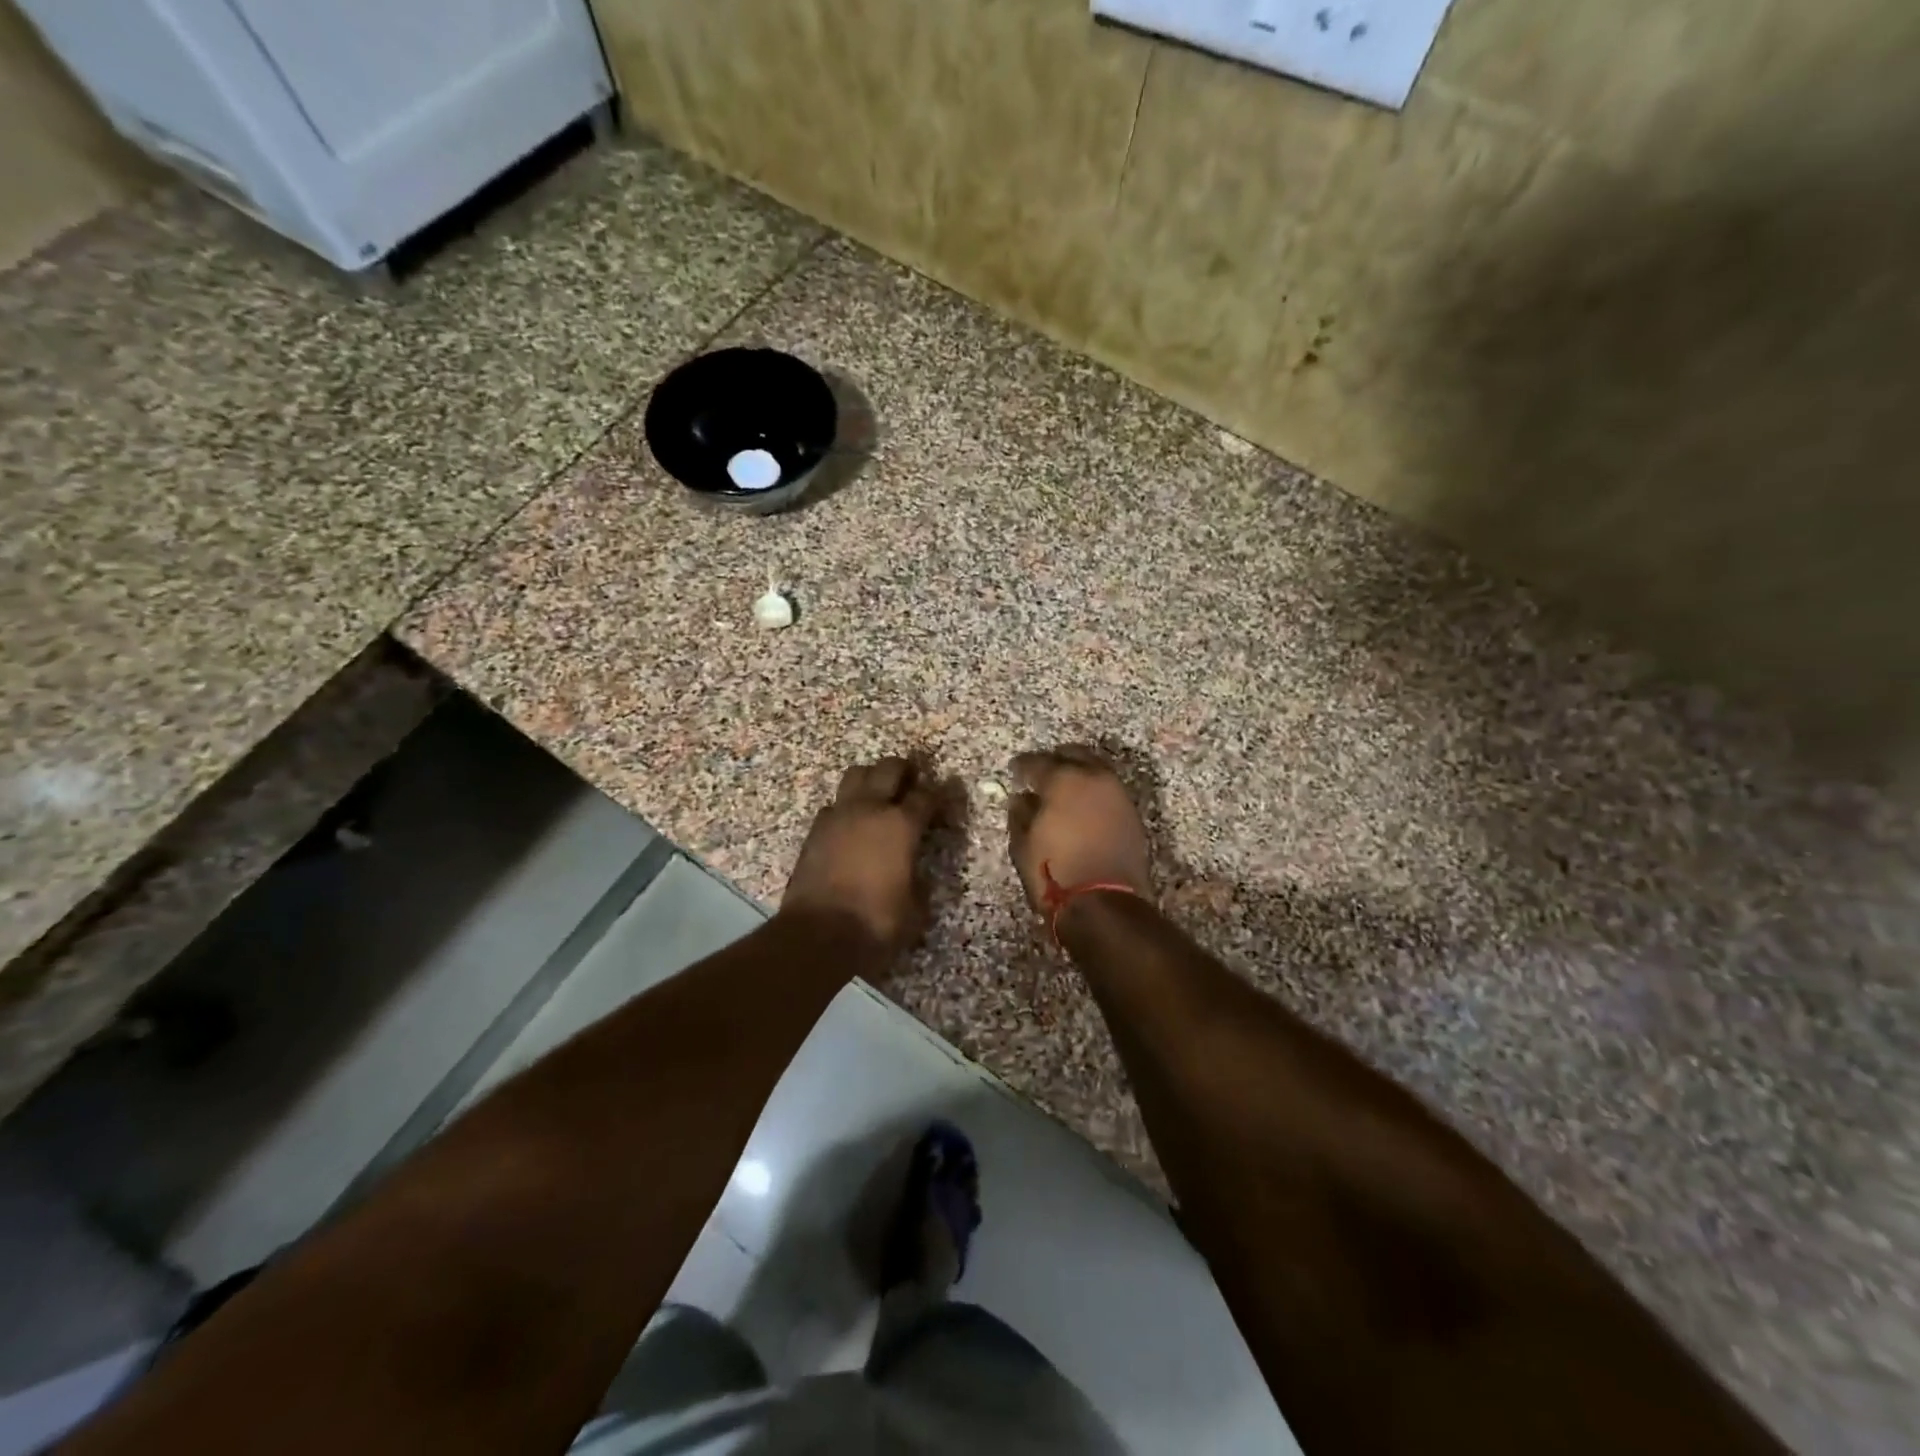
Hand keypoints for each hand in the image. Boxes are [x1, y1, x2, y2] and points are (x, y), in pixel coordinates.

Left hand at [782, 757, 936, 958]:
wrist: (817, 935)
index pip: (927, 796)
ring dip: (871, 778)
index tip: (944, 800)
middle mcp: (870, 809)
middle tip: (912, 781)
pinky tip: (851, 825)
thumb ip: (920, 883)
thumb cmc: (875, 922)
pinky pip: (834, 804)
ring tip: (879, 794)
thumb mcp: (915, 909)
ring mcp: (839, 815)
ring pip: (856, 774)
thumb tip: (916, 874)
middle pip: (889, 768)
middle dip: (904, 770)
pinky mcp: (815, 829)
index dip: (940, 795)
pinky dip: (846, 807)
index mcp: (902, 825)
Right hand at [1008, 747, 1152, 916]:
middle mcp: (1095, 779)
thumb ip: (1020, 815)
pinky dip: (1095, 792)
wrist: (1105, 905)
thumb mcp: (1023, 846)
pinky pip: (1110, 791)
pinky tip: (1084, 806)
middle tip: (1042, 772)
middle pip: (1074, 755)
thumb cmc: (1055, 873)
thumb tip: (1021, 799)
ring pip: (1097, 770)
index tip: (1014, 771)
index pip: (1038, 762)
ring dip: (1080, 773)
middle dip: (1056, 760)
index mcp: (1064, 781)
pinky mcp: (1132, 815)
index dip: (1023, 765)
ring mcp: (1118, 795)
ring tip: (1065, 788)